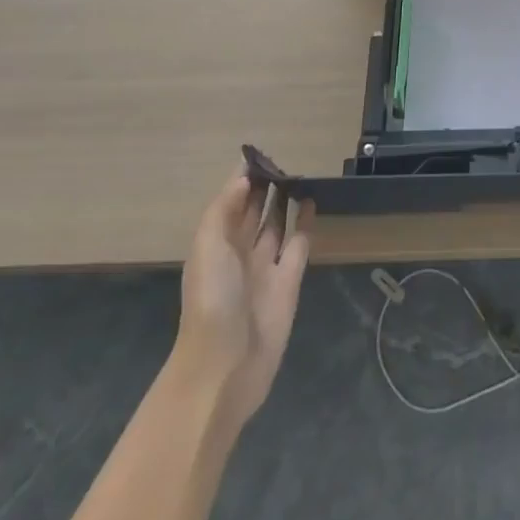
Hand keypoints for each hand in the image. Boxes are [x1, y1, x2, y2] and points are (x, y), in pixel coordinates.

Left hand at [175, 170, 314, 427]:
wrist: (225, 366)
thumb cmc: (212, 300)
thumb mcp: (208, 247)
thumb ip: (223, 210)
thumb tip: (243, 177)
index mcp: (215, 244)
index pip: (230, 203)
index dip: (242, 180)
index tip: (260, 154)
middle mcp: (239, 253)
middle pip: (253, 212)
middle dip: (264, 188)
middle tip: (284, 160)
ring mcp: (265, 267)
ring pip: (276, 225)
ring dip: (284, 202)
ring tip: (299, 175)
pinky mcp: (289, 281)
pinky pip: (298, 244)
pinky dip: (304, 223)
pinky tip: (311, 202)